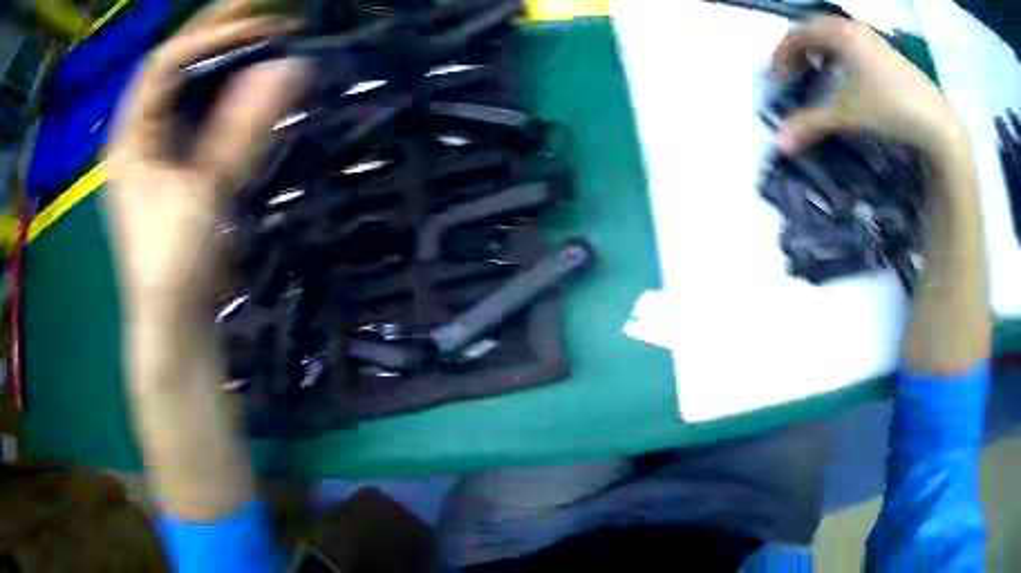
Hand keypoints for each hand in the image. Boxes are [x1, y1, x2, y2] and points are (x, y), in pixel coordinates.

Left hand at [106, 0, 309, 320]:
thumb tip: (291, 66)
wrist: (175, 321)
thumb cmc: (175, 264)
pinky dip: (225, 88)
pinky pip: (199, 109)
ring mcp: (157, 147)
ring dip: (222, 54)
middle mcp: (139, 132)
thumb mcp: (205, 194)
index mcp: (130, 136)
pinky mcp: (178, 162)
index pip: (164, 63)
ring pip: (186, 84)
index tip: (261, 26)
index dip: (210, 37)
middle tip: (262, 5)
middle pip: (173, 64)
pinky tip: (249, 76)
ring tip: (261, 29)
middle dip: (215, 30)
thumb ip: (243, 128)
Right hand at [771, 17, 965, 160]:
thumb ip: (813, 124)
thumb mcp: (848, 116)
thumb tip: (780, 143)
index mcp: (840, 34)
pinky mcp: (888, 53)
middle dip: (800, 49)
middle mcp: (854, 28)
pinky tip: (849, 75)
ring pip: (837, 35)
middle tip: (794, 72)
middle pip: (816, 28)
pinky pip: (855, 44)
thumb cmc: (891, 110)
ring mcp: (874, 39)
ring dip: (822, 50)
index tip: (777, 76)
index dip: (783, 54)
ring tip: (819, 71)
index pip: (799, 33)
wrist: (937, 123)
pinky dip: (842, 54)